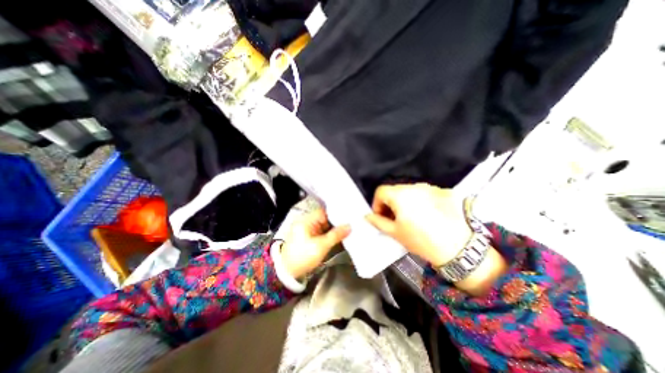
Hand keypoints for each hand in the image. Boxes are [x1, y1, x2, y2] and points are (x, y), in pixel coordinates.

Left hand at [281, 210, 352, 279]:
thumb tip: (349, 226)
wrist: (288, 272)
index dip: (336, 213)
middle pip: (324, 218)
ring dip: (333, 228)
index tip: (348, 216)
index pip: (324, 212)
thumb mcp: (321, 246)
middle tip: (350, 223)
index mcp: (306, 220)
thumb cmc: (303, 257)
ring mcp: (307, 229)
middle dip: (336, 222)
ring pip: (324, 225)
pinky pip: (321, 232)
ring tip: (348, 228)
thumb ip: (336, 235)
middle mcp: (306, 222)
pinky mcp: (308, 237)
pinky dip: (329, 233)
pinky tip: (339, 235)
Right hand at [363, 184, 471, 266]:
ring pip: (409, 191)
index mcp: (400, 195)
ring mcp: (429, 187)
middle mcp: (414, 186)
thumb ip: (378, 222)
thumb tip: (368, 216)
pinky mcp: (441, 192)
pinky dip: (418, 201)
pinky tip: (425, 215)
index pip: (380, 191)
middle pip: (394, 190)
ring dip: (403, 202)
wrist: (459, 247)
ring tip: (409, 218)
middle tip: (393, 219)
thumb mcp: (395, 232)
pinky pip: (423, 193)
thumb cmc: (421, 240)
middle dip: (390, 203)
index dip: (376, 204)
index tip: (380, 216)